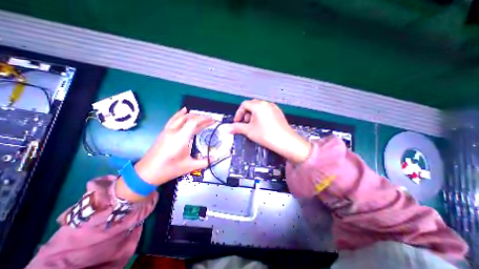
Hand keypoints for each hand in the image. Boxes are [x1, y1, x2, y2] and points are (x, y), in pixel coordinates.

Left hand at [135, 108, 215, 184]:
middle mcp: (174, 131)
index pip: (193, 122)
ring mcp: (167, 130)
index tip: (213, 120)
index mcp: (181, 138)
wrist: (147, 173)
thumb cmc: (169, 169)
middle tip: (210, 120)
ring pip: (181, 117)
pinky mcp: (164, 132)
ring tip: (201, 116)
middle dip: (201, 117)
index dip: (204, 119)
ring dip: (192, 115)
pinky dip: (180, 114)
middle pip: (188, 118)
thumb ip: (204, 161)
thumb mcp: (189, 166)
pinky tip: (184, 111)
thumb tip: (215, 158)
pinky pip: (173, 119)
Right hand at [230, 100, 312, 163]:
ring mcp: (274, 108)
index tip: (237, 123)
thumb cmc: (265, 135)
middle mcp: (267, 104)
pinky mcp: (279, 113)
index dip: (238, 113)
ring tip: (253, 126)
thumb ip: (236, 128)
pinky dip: (261, 117)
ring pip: (260, 109)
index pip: (244, 105)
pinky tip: (262, 126)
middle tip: (245, 124)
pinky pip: (267, 112)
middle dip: (246, 114)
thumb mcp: (249, 131)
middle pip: (252, 105)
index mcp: (258, 105)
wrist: (286, 141)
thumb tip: (226, 128)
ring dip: (253, 116)